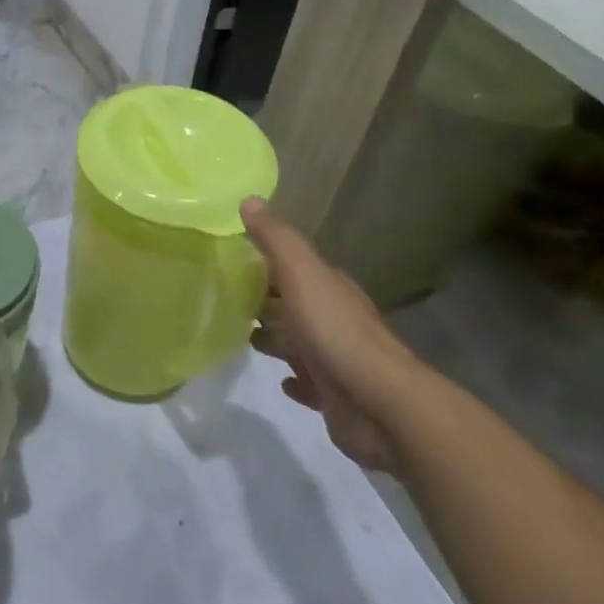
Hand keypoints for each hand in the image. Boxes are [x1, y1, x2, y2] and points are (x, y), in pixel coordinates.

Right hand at [242, 198, 424, 472]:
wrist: (379, 404)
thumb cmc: (335, 332)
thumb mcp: (301, 274)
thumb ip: (276, 239)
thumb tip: (249, 199)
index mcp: (329, 287)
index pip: (293, 267)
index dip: (264, 262)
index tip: (229, 262)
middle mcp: (334, 318)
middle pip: (293, 304)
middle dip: (264, 301)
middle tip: (225, 301)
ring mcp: (336, 358)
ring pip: (298, 341)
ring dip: (274, 338)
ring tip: (241, 337)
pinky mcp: (334, 394)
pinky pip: (308, 382)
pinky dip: (294, 378)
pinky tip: (280, 380)